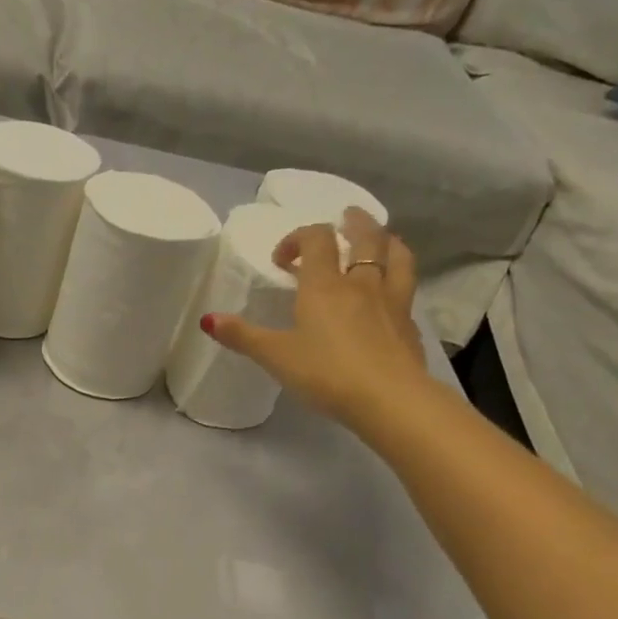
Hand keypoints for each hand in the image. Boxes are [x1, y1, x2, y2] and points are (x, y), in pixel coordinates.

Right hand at [204, 208, 432, 431]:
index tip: (282, 260)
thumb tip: (208, 319)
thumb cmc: (325, 373)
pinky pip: (406, 289)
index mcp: (325, 286)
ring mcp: (392, 302)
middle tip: (345, 218)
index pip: (316, 240)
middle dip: (354, 223)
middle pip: (366, 238)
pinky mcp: (409, 325)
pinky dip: (397, 280)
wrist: (389, 399)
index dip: (298, 238)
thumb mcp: (275, 356)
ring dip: (386, 241)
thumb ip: (242, 336)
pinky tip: (389, 294)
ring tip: (379, 240)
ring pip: (397, 257)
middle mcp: (361, 284)